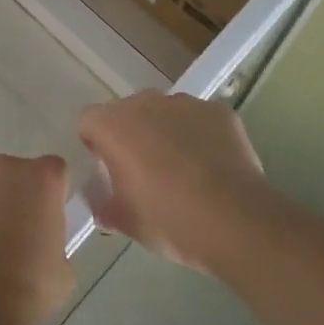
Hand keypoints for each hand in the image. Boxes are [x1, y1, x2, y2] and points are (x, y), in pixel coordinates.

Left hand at [0, 154, 75, 324]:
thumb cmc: (28, 287)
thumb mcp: (63, 271)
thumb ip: (54, 243)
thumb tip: (40, 246)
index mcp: (42, 178)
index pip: (54, 172)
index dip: (51, 196)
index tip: (47, 222)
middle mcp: (4, 167)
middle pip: (14, 174)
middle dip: (15, 198)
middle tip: (14, 237)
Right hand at [77, 92, 267, 271]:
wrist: (234, 221)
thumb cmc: (168, 220)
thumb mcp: (125, 221)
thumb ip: (105, 204)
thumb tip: (104, 201)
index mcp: (113, 125)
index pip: (89, 122)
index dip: (96, 145)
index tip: (108, 171)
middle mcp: (145, 103)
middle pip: (127, 113)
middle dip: (131, 136)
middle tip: (144, 173)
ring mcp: (184, 103)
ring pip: (164, 113)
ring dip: (165, 132)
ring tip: (182, 171)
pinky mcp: (218, 111)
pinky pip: (198, 120)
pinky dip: (199, 136)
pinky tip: (211, 167)